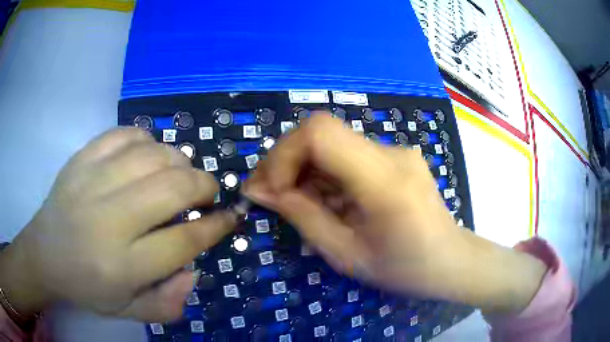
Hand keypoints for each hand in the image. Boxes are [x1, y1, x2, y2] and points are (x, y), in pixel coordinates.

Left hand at [0, 128, 235, 321]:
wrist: (43, 255)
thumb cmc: (86, 287)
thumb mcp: (129, 312)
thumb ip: (168, 303)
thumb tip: (193, 271)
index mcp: (122, 266)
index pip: (184, 241)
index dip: (215, 226)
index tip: (229, 217)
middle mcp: (108, 219)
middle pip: (173, 188)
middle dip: (204, 186)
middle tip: (207, 194)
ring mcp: (92, 180)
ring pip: (154, 155)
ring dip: (179, 162)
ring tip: (180, 175)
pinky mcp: (82, 158)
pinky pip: (126, 134)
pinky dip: (148, 142)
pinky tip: (148, 157)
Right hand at [245, 114, 546, 313]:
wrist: (451, 260)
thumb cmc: (405, 269)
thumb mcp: (347, 255)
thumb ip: (302, 217)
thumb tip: (259, 190)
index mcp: (384, 181)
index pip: (320, 133)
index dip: (283, 155)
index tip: (270, 191)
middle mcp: (391, 153)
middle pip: (321, 132)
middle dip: (285, 161)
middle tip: (266, 193)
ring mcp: (395, 151)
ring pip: (331, 142)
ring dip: (302, 168)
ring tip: (291, 201)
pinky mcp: (395, 156)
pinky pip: (346, 154)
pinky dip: (323, 173)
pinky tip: (322, 199)